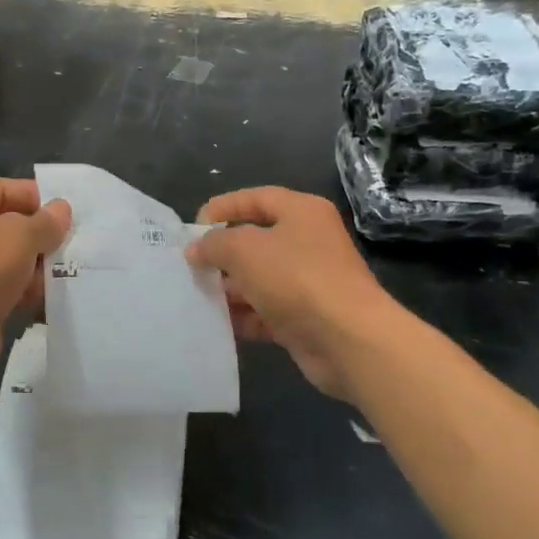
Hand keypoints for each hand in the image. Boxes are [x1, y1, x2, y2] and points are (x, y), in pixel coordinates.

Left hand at [0, 179, 71, 375]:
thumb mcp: (20, 235)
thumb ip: (45, 221)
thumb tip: (61, 210)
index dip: (33, 196)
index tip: (65, 212)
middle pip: (4, 224)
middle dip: (37, 235)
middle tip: (68, 244)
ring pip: (6, 258)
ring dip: (33, 266)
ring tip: (60, 273)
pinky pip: (2, 286)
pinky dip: (22, 290)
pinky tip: (43, 298)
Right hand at [187, 187, 397, 401]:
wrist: (348, 340)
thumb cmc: (296, 279)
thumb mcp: (244, 249)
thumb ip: (213, 244)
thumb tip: (196, 249)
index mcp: (301, 212)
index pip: (255, 198)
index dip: (222, 208)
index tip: (192, 229)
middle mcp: (308, 242)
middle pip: (255, 240)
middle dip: (221, 254)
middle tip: (190, 266)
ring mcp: (308, 282)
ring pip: (259, 278)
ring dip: (229, 288)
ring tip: (198, 296)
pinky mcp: (305, 317)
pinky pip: (266, 311)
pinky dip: (244, 316)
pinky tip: (219, 324)